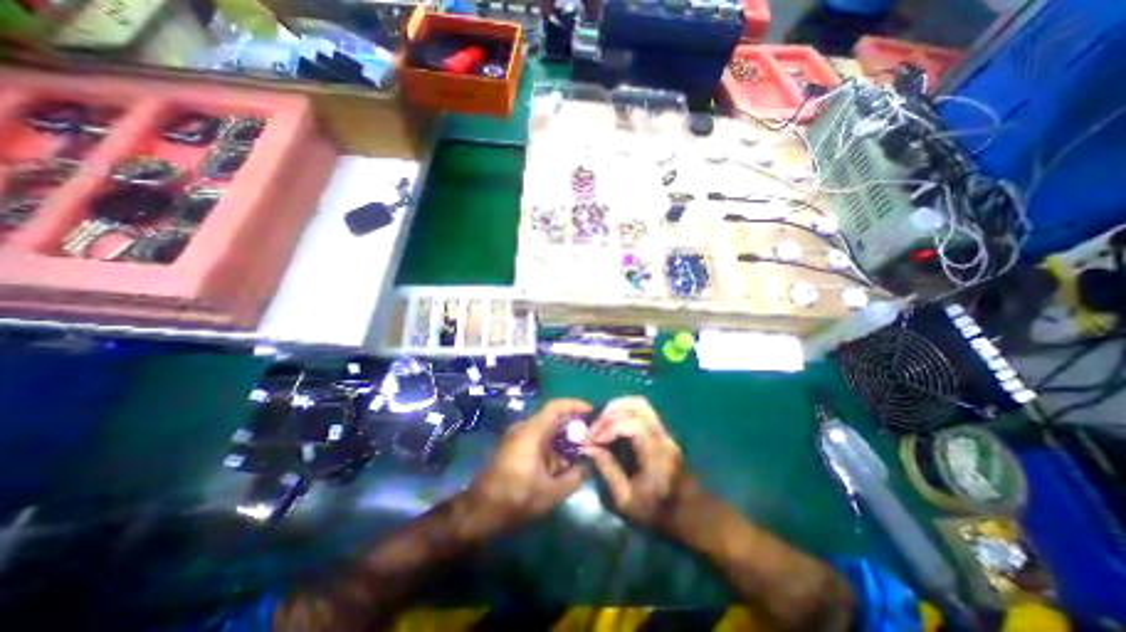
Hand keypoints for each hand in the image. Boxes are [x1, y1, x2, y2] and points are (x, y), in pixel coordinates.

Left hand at [468, 403, 591, 531]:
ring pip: (546, 430)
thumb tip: (587, 467)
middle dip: (572, 426)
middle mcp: (524, 428)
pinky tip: (561, 465)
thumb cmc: (515, 497)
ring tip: (579, 453)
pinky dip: (552, 447)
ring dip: (563, 439)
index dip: (574, 405)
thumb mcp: (550, 492)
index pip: (555, 407)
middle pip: (552, 418)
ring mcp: (517, 437)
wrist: (479, 511)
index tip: (591, 411)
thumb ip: (574, 478)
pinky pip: (538, 439)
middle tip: (590, 436)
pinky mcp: (514, 447)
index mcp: (531, 431)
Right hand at [580, 398, 695, 529]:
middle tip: (594, 428)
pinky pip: (641, 409)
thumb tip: (589, 448)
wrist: (687, 511)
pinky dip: (623, 409)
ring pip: (640, 403)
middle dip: (610, 413)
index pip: (633, 425)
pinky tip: (611, 421)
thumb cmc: (655, 510)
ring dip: (616, 407)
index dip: (609, 427)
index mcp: (656, 454)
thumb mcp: (626, 499)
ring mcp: (663, 430)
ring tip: (600, 421)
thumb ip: (608, 470)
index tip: (593, 440)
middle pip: (638, 406)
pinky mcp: (661, 430)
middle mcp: (662, 436)